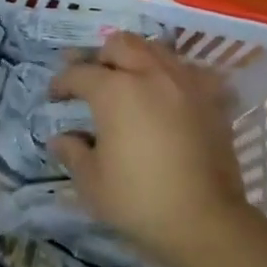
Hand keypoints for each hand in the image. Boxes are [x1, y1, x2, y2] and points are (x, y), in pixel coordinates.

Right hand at [49, 33, 251, 266]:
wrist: (206, 222)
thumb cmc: (140, 201)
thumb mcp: (92, 183)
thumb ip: (73, 153)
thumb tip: (60, 139)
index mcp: (114, 90)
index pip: (79, 73)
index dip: (62, 82)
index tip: (55, 96)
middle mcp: (149, 74)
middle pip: (119, 44)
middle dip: (100, 56)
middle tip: (92, 77)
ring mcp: (184, 82)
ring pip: (155, 49)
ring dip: (136, 58)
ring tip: (129, 79)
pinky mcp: (212, 98)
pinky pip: (189, 70)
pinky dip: (173, 74)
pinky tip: (169, 91)